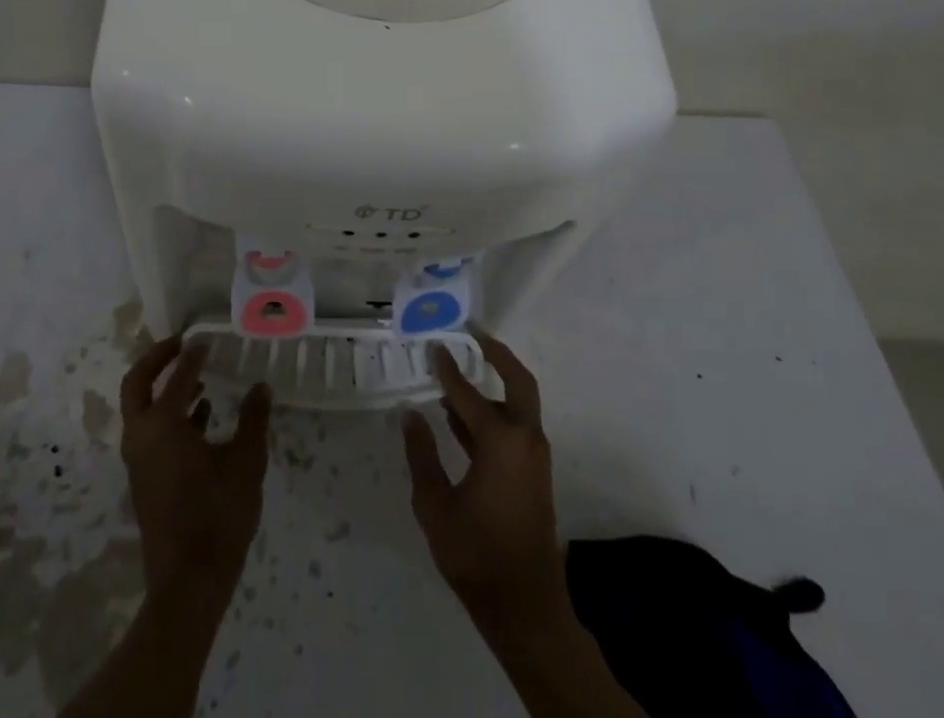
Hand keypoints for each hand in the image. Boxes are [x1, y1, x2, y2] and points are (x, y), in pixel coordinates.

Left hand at [120, 337, 270, 604]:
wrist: (188, 583)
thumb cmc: (218, 516)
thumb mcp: (246, 463)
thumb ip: (253, 420)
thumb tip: (261, 388)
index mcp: (163, 425)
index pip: (177, 375)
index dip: (193, 354)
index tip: (207, 339)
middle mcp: (142, 436)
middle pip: (137, 384)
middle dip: (157, 359)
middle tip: (182, 344)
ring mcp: (139, 460)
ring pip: (143, 409)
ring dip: (165, 388)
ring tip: (201, 379)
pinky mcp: (145, 479)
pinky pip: (151, 432)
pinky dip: (171, 416)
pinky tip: (204, 417)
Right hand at [401, 331, 564, 622]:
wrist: (525, 608)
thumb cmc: (476, 554)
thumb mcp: (436, 505)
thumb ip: (422, 456)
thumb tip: (411, 414)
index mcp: (501, 442)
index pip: (468, 393)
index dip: (448, 369)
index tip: (434, 345)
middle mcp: (524, 440)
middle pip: (518, 383)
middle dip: (498, 355)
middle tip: (474, 335)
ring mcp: (533, 459)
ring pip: (518, 406)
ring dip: (494, 386)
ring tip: (458, 375)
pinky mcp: (532, 475)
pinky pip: (514, 429)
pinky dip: (493, 414)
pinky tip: (460, 420)